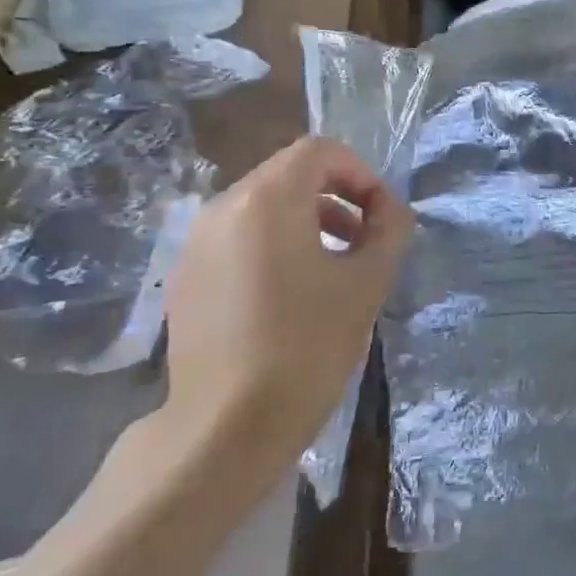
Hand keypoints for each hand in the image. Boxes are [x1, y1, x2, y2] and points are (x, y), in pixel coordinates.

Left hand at [165, 138, 411, 457]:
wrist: (227, 424)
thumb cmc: (308, 344)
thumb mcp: (368, 281)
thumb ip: (390, 229)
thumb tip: (390, 210)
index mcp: (266, 199)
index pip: (320, 151)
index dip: (361, 174)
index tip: (382, 217)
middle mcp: (222, 208)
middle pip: (290, 175)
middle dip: (338, 198)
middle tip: (366, 241)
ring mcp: (196, 244)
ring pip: (263, 207)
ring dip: (309, 221)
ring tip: (336, 268)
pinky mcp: (186, 278)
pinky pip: (238, 239)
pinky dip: (274, 245)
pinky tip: (292, 296)